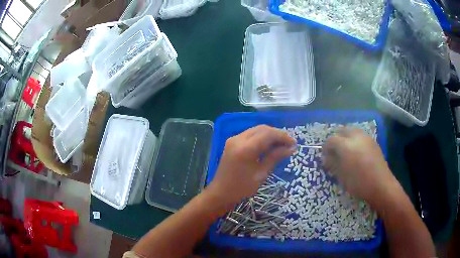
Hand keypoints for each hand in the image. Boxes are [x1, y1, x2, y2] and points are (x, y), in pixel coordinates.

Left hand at [207, 125, 295, 208]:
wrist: (220, 192)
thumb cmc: (242, 188)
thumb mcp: (261, 174)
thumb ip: (275, 157)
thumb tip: (291, 148)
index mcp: (246, 148)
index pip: (268, 134)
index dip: (283, 136)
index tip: (293, 143)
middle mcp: (238, 139)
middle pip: (262, 128)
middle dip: (277, 134)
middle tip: (288, 144)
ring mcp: (233, 139)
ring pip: (256, 130)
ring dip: (269, 134)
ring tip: (281, 145)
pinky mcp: (232, 142)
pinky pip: (250, 134)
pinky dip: (261, 137)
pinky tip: (268, 145)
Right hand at [322, 128, 397, 207]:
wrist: (381, 185)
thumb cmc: (359, 183)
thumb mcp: (342, 176)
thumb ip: (333, 164)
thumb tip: (327, 158)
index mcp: (346, 145)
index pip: (331, 140)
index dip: (326, 147)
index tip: (325, 156)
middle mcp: (356, 137)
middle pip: (342, 130)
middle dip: (336, 139)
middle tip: (334, 151)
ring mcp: (366, 138)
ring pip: (352, 130)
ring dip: (346, 137)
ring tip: (345, 150)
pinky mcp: (373, 141)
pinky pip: (361, 135)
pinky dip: (355, 139)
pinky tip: (356, 151)